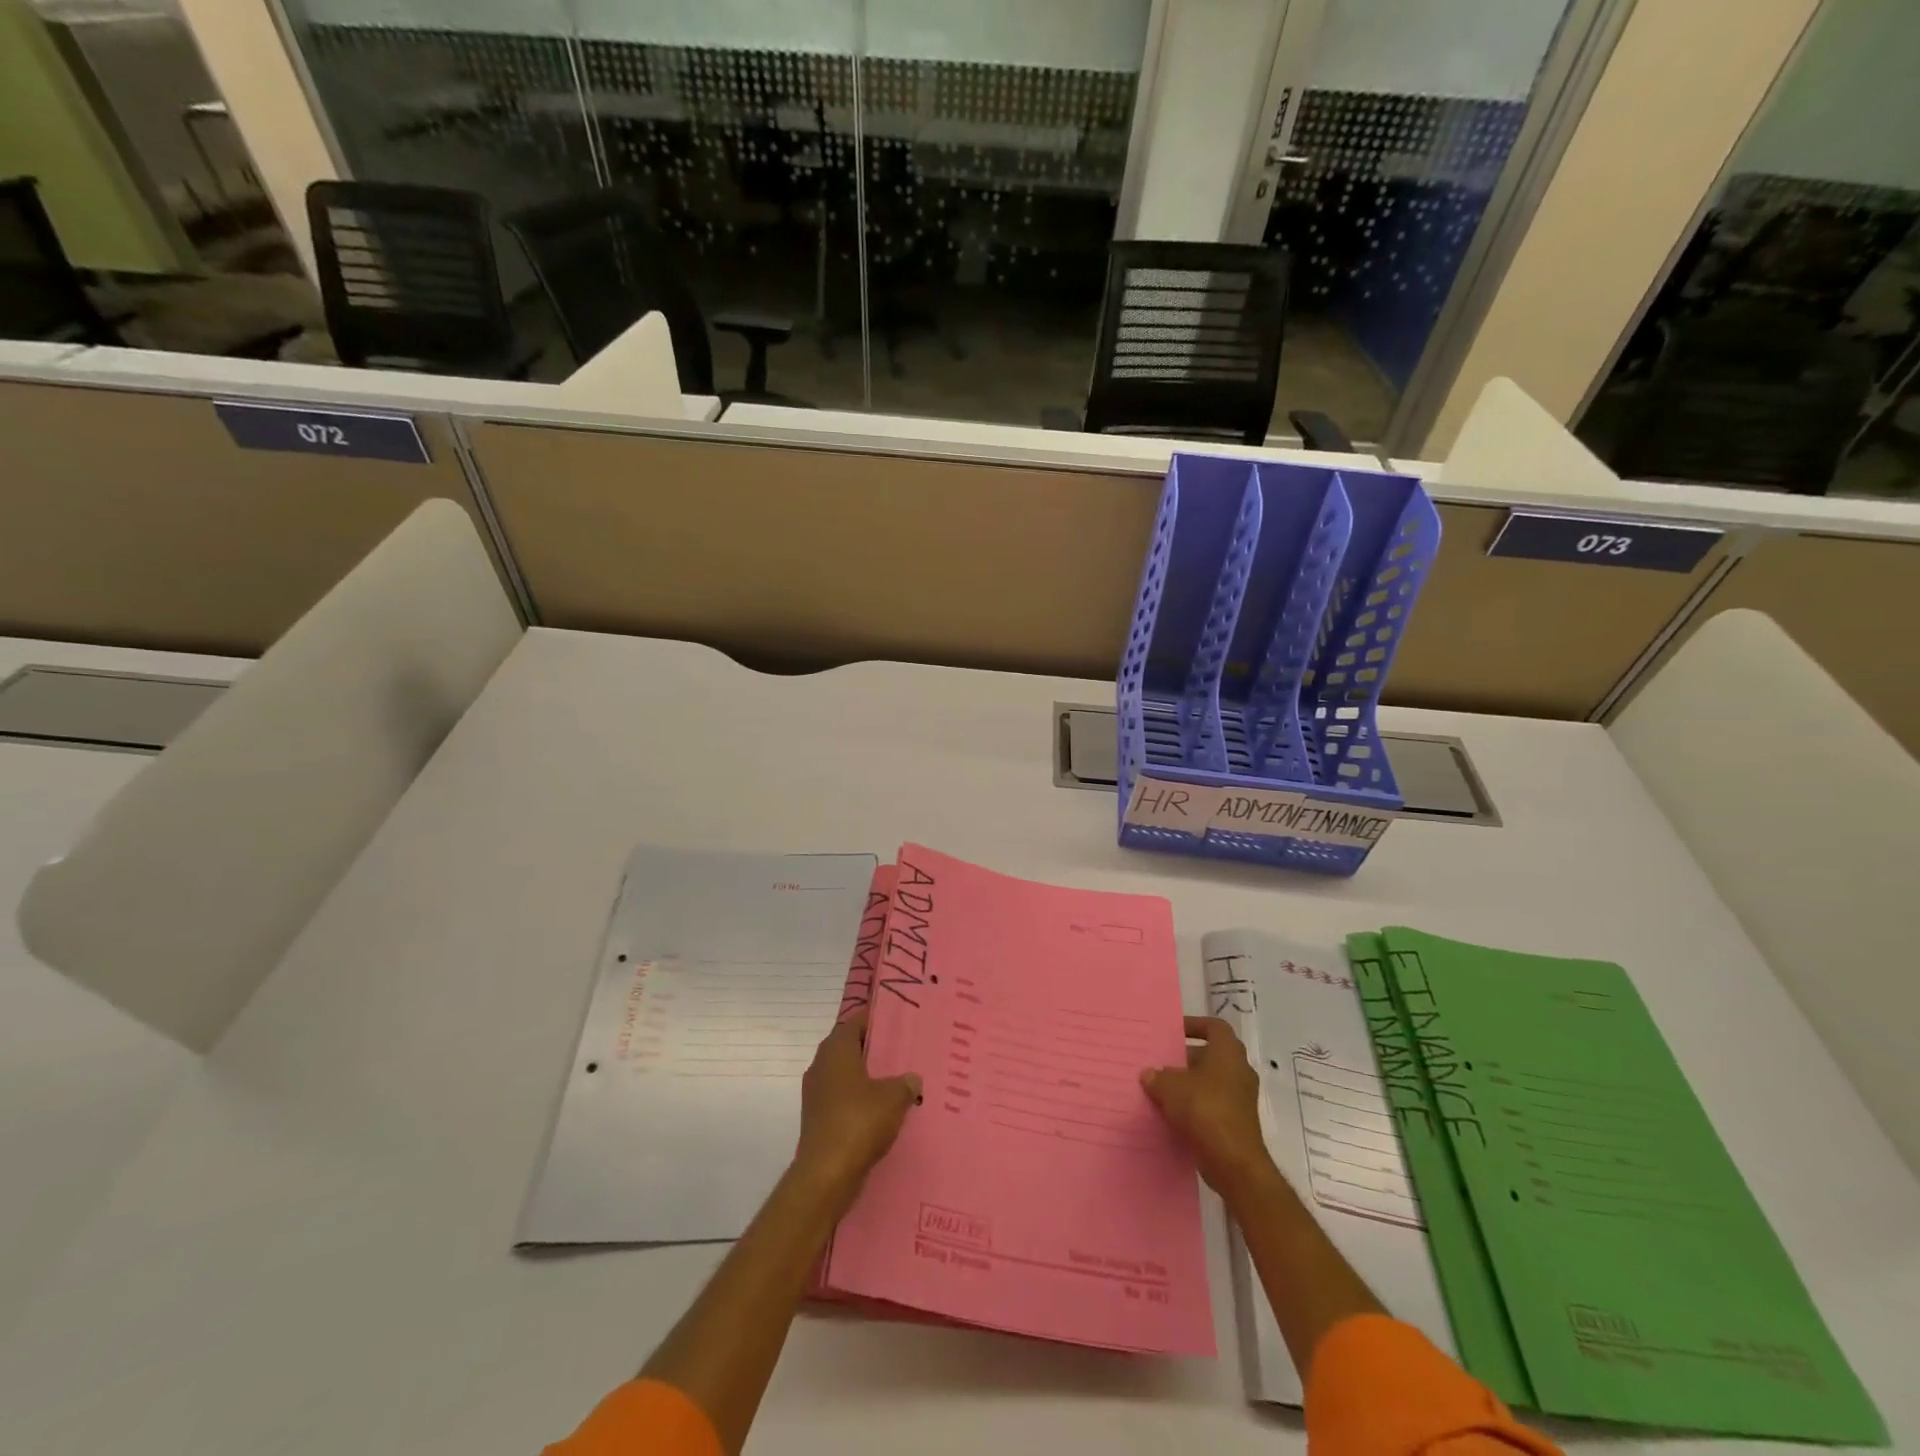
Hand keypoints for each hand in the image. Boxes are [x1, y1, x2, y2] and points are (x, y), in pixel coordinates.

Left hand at [794, 1013, 920, 1192]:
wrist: (826, 1175)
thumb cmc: (859, 1122)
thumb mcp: (893, 1097)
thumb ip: (906, 1083)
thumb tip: (913, 1079)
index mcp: (836, 1049)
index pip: (857, 1022)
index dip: (878, 1020)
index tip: (900, 1023)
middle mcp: (822, 1065)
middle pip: (852, 1048)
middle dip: (877, 1050)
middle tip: (905, 1052)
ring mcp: (817, 1093)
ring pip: (848, 1076)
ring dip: (869, 1078)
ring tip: (900, 1082)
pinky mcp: (819, 1119)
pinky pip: (844, 1099)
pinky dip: (862, 1101)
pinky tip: (884, 1111)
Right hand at [1142, 1016, 1272, 1196]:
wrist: (1234, 1163)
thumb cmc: (1204, 1110)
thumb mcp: (1171, 1088)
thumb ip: (1158, 1077)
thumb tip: (1149, 1074)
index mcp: (1228, 1053)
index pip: (1215, 1027)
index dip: (1195, 1025)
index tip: (1174, 1032)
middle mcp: (1239, 1071)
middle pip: (1212, 1054)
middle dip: (1187, 1058)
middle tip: (1163, 1061)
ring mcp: (1241, 1099)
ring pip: (1212, 1081)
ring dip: (1190, 1083)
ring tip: (1163, 1088)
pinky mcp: (1238, 1122)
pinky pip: (1214, 1104)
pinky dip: (1196, 1105)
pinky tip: (1173, 1114)